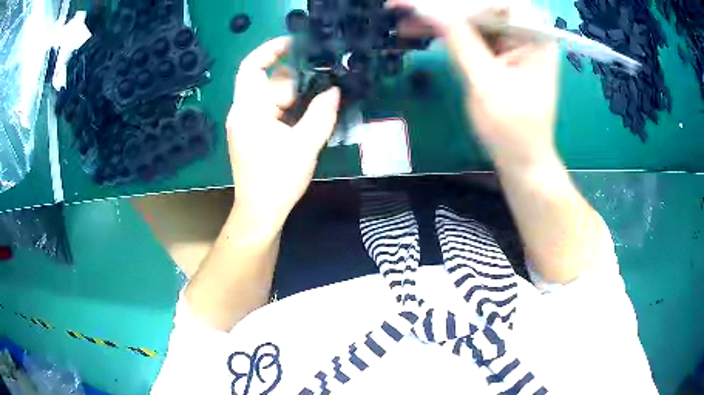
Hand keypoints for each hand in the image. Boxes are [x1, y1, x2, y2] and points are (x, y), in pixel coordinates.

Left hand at [226, 37, 340, 229]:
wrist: (260, 213)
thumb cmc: (277, 180)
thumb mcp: (304, 145)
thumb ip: (321, 114)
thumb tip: (334, 90)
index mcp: (248, 110)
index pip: (252, 67)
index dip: (271, 49)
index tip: (296, 43)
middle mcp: (244, 112)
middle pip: (269, 82)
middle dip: (297, 82)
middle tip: (325, 85)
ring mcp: (248, 123)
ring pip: (274, 98)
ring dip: (298, 98)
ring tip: (323, 102)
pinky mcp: (254, 134)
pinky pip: (273, 112)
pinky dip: (291, 110)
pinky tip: (310, 117)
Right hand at [393, 1, 559, 169]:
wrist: (521, 160)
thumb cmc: (513, 130)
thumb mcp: (488, 85)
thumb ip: (462, 44)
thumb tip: (432, 11)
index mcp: (534, 37)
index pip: (496, 5)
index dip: (460, 2)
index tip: (425, 4)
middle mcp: (524, 33)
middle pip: (481, 8)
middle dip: (444, 7)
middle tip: (405, 5)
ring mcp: (509, 42)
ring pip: (470, 18)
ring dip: (437, 17)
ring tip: (403, 16)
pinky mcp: (496, 53)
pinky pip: (467, 34)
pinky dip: (443, 32)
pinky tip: (418, 29)